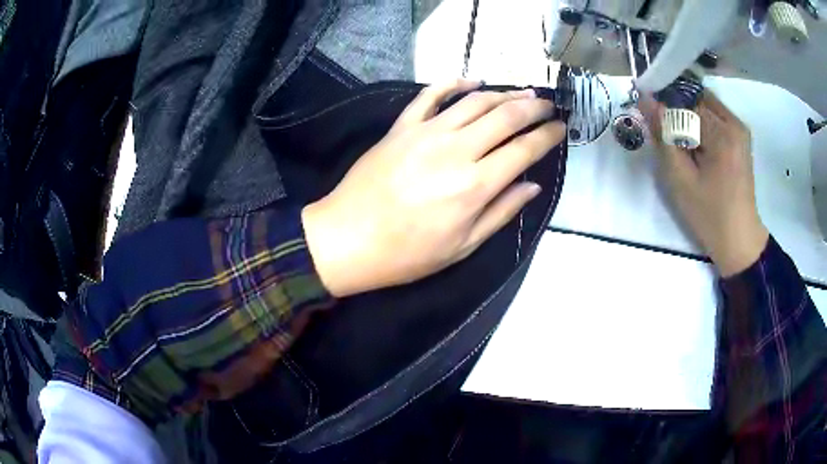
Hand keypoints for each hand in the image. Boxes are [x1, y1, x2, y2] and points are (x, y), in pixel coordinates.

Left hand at [302, 80, 565, 296]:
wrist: (347, 239)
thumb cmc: (407, 254)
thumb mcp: (462, 246)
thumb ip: (501, 212)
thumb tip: (533, 186)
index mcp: (476, 185)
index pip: (524, 150)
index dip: (548, 136)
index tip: (561, 129)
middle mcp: (456, 150)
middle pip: (505, 116)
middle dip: (533, 108)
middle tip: (548, 106)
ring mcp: (426, 133)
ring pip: (475, 101)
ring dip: (503, 93)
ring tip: (522, 93)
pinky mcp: (401, 127)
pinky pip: (430, 95)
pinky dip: (453, 83)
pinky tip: (472, 80)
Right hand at [639, 92, 767, 276]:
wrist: (739, 240)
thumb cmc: (709, 215)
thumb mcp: (680, 179)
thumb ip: (663, 136)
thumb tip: (645, 99)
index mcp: (722, 132)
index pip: (684, 100)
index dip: (664, 105)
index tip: (651, 118)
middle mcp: (734, 122)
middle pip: (695, 99)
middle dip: (677, 110)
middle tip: (666, 134)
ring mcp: (740, 129)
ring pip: (704, 106)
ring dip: (688, 118)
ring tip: (681, 145)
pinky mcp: (740, 138)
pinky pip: (714, 118)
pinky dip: (700, 125)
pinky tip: (696, 148)